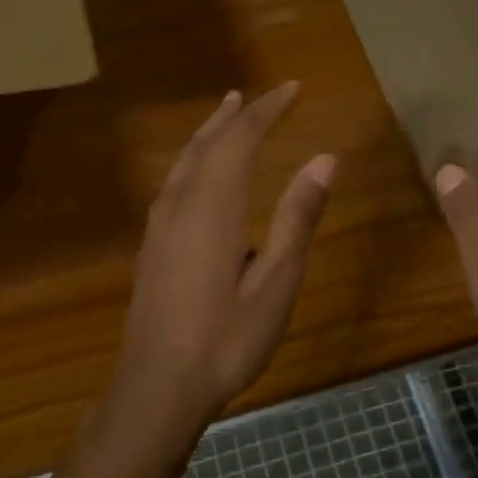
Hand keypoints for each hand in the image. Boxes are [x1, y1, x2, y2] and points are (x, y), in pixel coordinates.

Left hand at [111, 83, 335, 433]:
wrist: (157, 388)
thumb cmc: (226, 339)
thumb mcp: (276, 283)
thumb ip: (297, 218)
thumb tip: (325, 159)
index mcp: (213, 207)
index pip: (241, 140)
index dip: (268, 111)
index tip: (293, 89)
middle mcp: (180, 204)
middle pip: (209, 143)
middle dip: (240, 115)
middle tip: (266, 94)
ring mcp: (160, 225)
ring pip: (186, 160)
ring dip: (211, 131)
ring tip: (229, 111)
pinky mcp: (152, 245)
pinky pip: (175, 181)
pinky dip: (195, 158)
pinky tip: (200, 171)